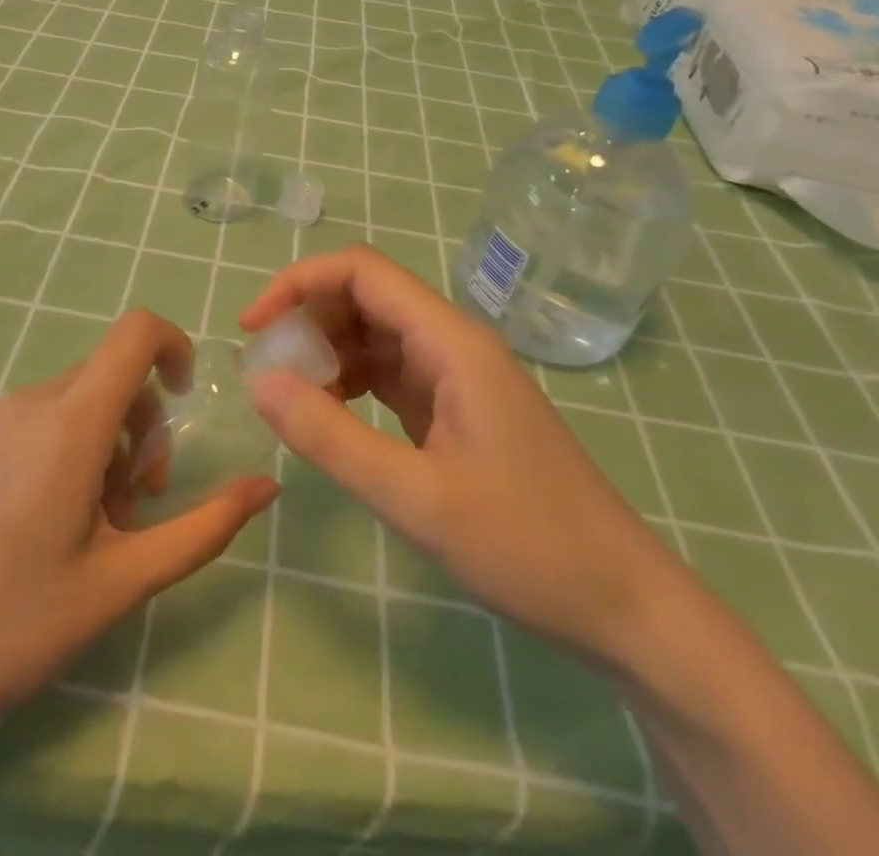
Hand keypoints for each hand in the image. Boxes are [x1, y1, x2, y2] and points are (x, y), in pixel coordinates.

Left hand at [0, 308, 278, 737]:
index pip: (135, 332)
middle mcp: (26, 402)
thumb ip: (203, 528)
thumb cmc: (10, 626)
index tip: (184, 400)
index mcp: (70, 423)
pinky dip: (56, 448)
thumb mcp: (121, 582)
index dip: (174, 345)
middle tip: (134, 506)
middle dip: (141, 427)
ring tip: (83, 527)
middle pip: (108, 377)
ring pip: (69, 402)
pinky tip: (32, 525)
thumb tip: (266, 486)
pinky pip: (28, 420)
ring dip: (99, 445)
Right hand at [242, 245, 681, 665]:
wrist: (623, 606)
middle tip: (268, 373)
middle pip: (365, 297)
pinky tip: (330, 415)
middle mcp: (453, 343)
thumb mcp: (416, 498)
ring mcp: (457, 376)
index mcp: (452, 342)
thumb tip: (259, 379)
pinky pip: (390, 373)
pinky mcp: (456, 408)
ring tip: (293, 398)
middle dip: (309, 321)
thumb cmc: (527, 547)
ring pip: (375, 335)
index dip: (299, 283)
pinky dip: (351, 382)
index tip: (254, 327)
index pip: (362, 271)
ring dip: (327, 353)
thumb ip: (331, 437)